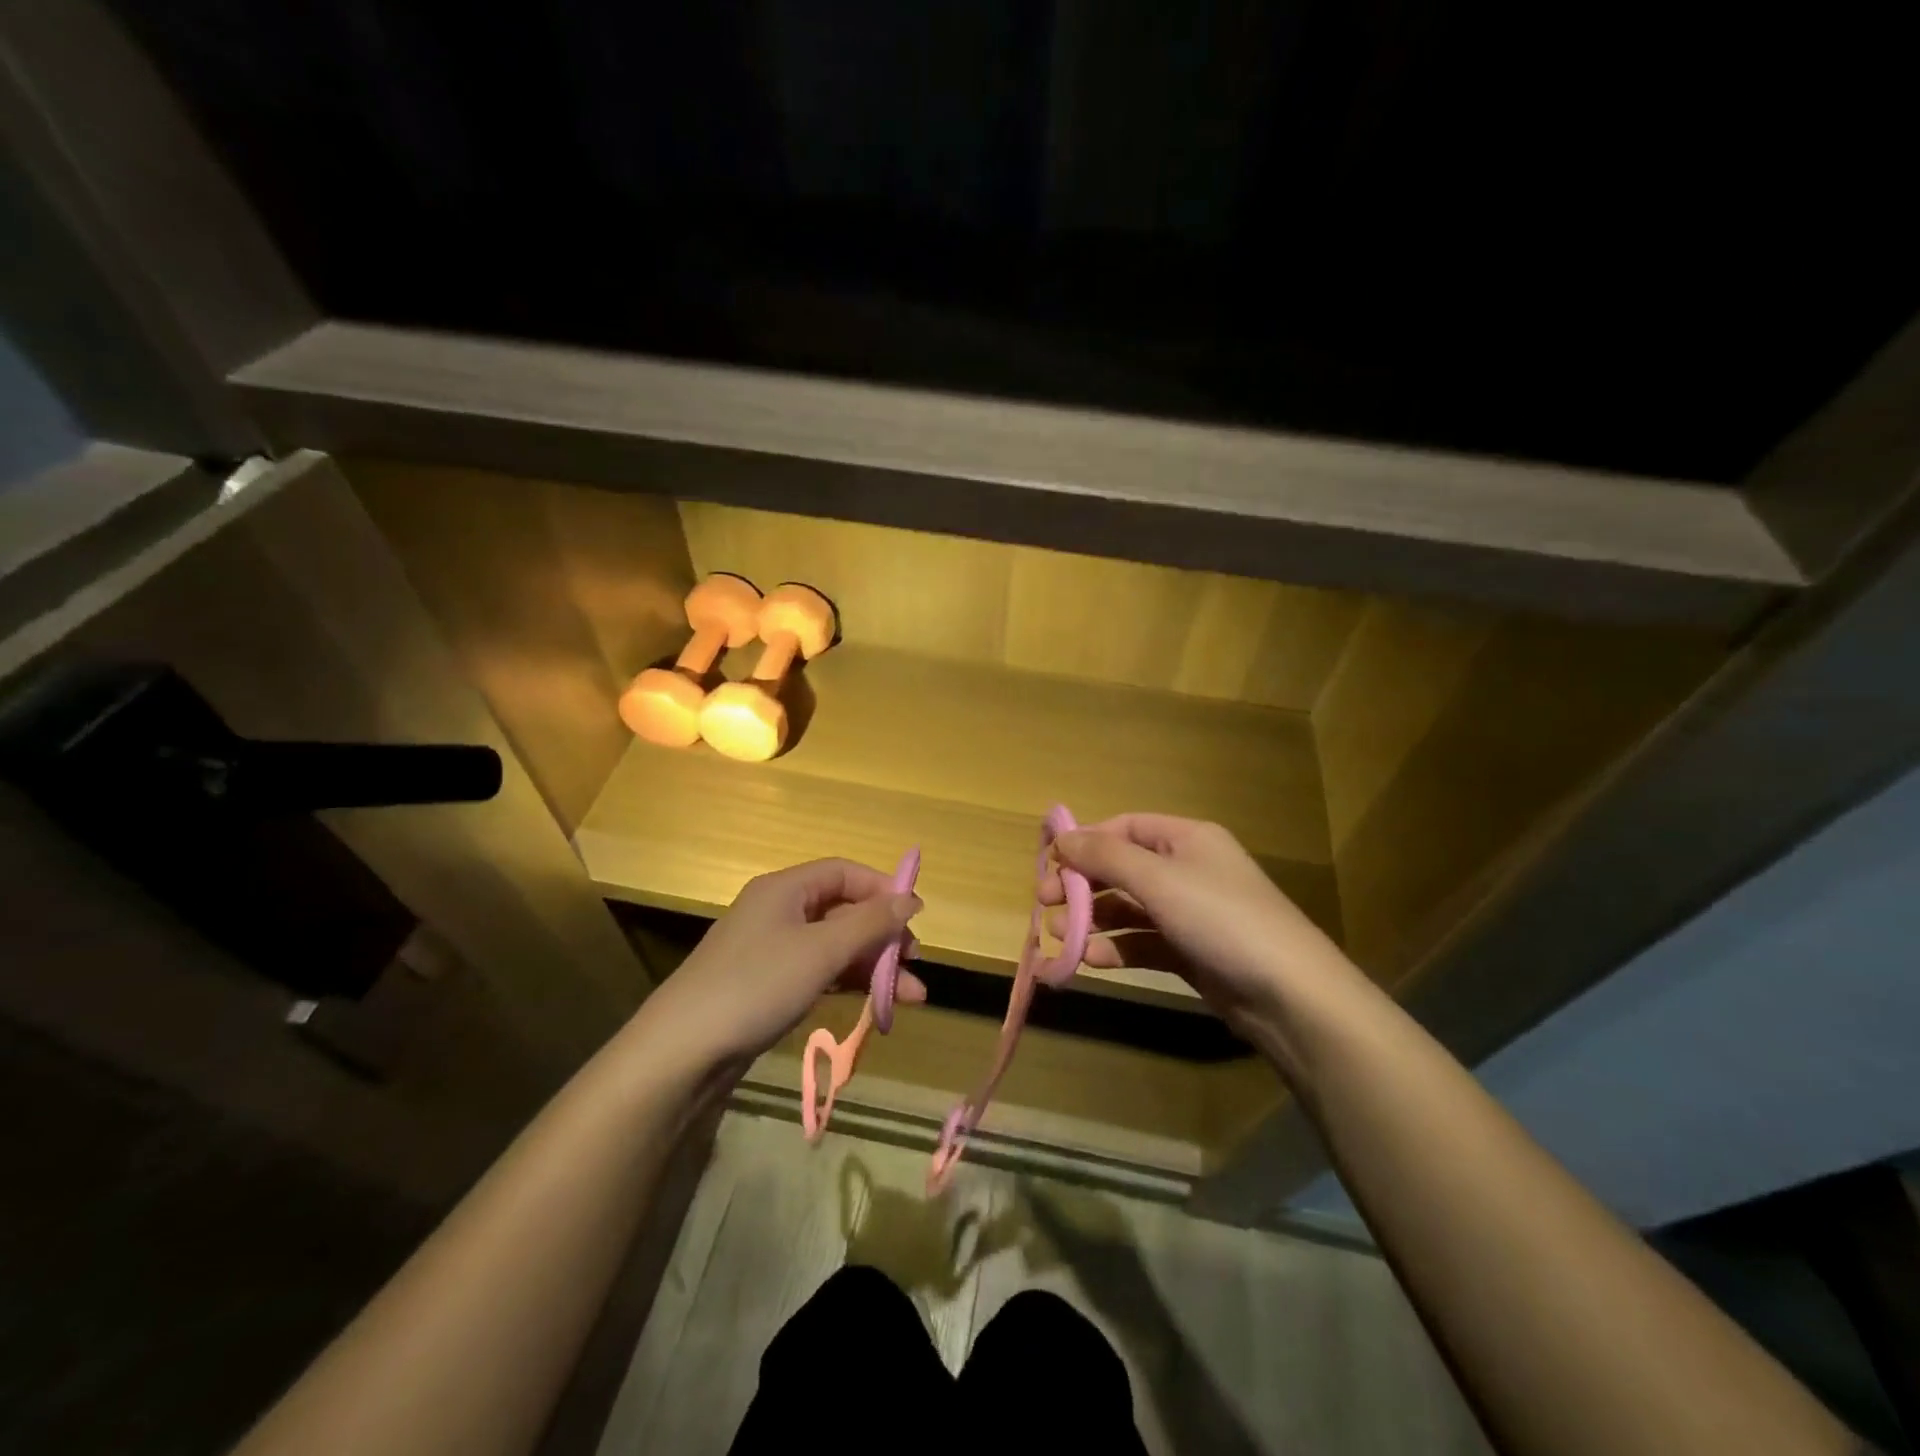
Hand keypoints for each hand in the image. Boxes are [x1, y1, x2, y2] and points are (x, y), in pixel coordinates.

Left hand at [639, 858, 924, 1072]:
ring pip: (836, 946)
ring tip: (912, 997)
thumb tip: (911, 899)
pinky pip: (820, 972)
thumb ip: (870, 924)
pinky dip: (849, 984)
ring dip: (874, 967)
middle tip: (915, 963)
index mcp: (785, 889)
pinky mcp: (770, 985)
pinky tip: (877, 1006)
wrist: (683, 1052)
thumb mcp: (821, 951)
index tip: (915, 917)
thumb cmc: (756, 985)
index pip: (844, 873)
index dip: (882, 889)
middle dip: (883, 937)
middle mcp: (779, 911)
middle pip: (843, 911)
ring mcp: (773, 950)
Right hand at [1044, 814, 1350, 1038]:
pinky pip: (1144, 943)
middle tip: (1045, 905)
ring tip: (1060, 938)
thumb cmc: (1221, 920)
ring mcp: (1191, 913)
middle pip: (1122, 869)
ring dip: (1093, 920)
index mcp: (1186, 839)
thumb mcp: (1159, 880)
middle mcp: (1188, 870)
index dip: (1085, 843)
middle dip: (1083, 886)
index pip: (1124, 827)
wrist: (1291, 996)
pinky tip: (1092, 960)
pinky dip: (1117, 949)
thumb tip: (1061, 838)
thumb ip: (1106, 857)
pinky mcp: (1191, 952)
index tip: (1049, 865)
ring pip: (1130, 909)